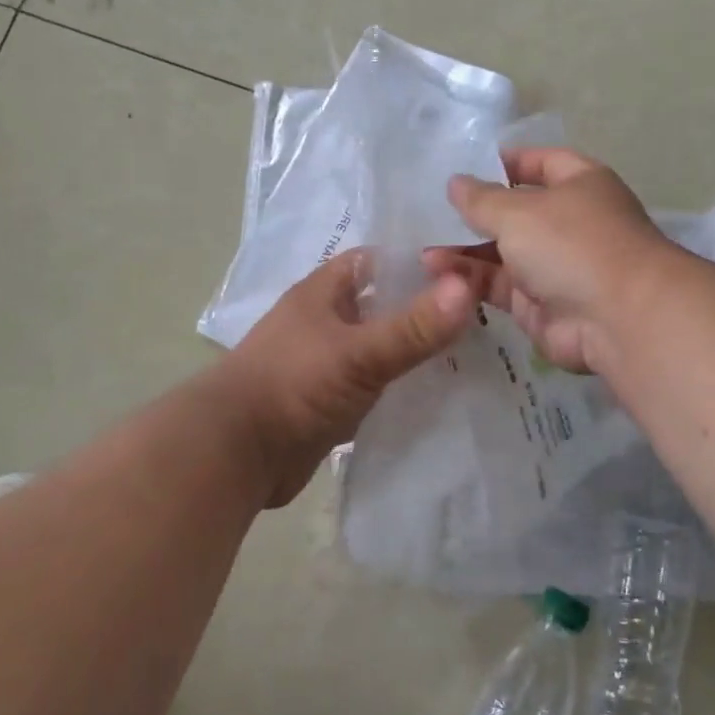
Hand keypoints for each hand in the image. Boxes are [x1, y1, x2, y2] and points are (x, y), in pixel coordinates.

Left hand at [218, 249, 475, 505]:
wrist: (236, 453)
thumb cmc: (293, 386)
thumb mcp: (358, 353)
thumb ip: (413, 327)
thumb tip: (467, 287)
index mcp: (322, 294)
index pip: (375, 261)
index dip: (415, 262)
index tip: (465, 273)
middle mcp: (323, 322)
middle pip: (380, 305)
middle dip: (422, 310)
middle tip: (478, 318)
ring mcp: (324, 364)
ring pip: (378, 348)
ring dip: (411, 352)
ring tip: (468, 356)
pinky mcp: (327, 403)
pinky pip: (371, 387)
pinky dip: (397, 389)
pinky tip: (433, 396)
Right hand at [426, 147, 675, 373]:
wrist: (617, 319)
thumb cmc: (573, 245)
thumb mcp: (519, 212)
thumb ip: (481, 199)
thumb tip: (455, 182)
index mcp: (579, 185)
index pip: (541, 162)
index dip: (506, 162)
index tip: (465, 167)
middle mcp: (568, 223)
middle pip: (515, 213)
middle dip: (475, 215)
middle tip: (428, 215)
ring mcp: (554, 266)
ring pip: (502, 254)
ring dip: (465, 252)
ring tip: (423, 252)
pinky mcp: (538, 305)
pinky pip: (499, 287)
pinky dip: (470, 282)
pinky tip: (436, 277)